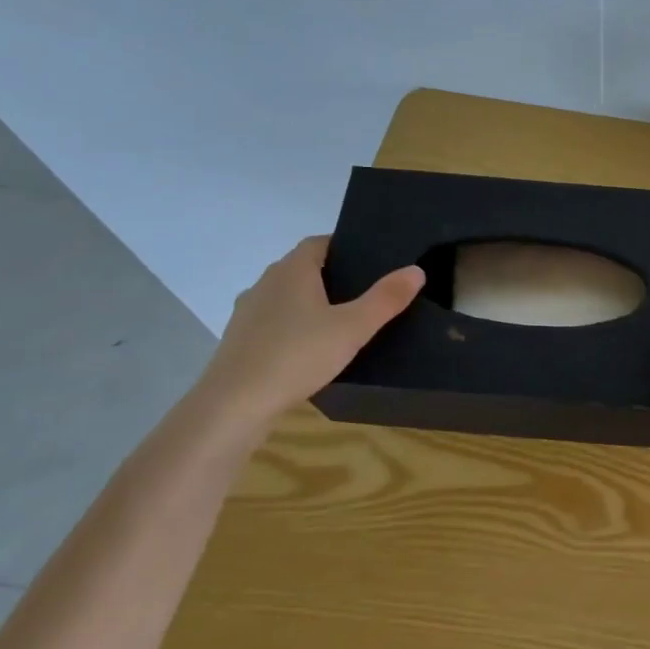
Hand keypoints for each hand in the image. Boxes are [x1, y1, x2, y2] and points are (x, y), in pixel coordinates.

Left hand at [196, 236, 424, 425]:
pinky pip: (273, 323)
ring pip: (286, 297)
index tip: (370, 262)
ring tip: (340, 324)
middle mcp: (266, 283)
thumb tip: (415, 270)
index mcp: (292, 270)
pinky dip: (292, 328)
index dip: (344, 247)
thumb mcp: (353, 328)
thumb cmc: (297, 355)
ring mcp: (248, 312)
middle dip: (331, 276)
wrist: (234, 405)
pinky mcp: (239, 340)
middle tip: (365, 294)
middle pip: (302, 268)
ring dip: (309, 304)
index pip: (319, 243)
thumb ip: (385, 299)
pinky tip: (310, 351)